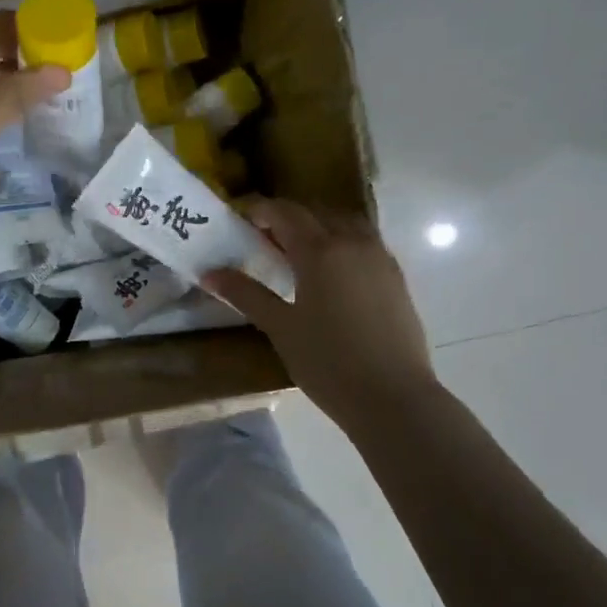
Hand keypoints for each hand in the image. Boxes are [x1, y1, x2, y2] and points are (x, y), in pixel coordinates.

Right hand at [206, 197, 435, 421]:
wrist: (393, 397)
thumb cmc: (328, 362)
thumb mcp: (280, 327)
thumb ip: (246, 294)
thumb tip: (210, 274)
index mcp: (320, 250)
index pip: (285, 213)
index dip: (260, 209)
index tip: (240, 215)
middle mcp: (353, 243)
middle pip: (316, 213)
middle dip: (287, 217)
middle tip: (262, 237)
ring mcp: (380, 258)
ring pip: (345, 223)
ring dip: (318, 226)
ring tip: (297, 252)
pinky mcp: (396, 277)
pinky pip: (364, 242)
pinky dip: (341, 242)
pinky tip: (330, 272)